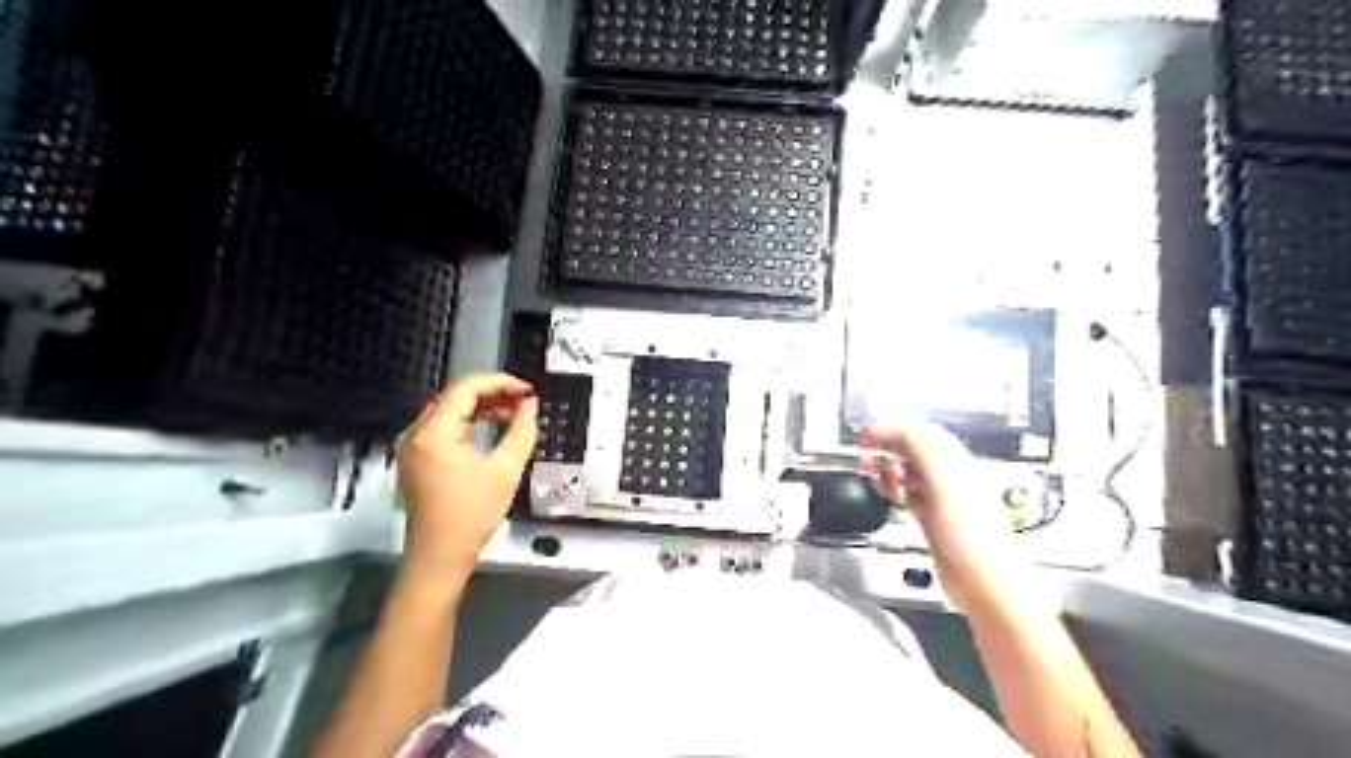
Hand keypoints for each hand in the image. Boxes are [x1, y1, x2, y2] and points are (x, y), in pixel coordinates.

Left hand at [397, 375, 538, 586]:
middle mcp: (416, 433)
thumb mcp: (505, 470)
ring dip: (482, 407)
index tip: (529, 392)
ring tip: (514, 413)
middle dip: (493, 393)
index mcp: (433, 433)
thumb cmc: (472, 514)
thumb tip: (530, 405)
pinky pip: (444, 427)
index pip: (466, 388)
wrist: (439, 556)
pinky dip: (469, 422)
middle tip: (525, 401)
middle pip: (455, 396)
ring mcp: (412, 446)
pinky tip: (492, 429)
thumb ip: (521, 431)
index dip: (500, 383)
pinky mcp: (416, 458)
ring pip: (450, 410)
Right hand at [864, 422, 1013, 610]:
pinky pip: (908, 492)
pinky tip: (888, 491)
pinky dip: (894, 487)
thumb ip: (922, 449)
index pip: (919, 432)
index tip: (865, 433)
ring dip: (888, 465)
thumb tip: (895, 428)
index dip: (890, 427)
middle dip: (886, 443)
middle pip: (913, 447)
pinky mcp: (933, 519)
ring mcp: (941, 498)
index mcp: (956, 463)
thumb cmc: (971, 537)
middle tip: (863, 449)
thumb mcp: (945, 483)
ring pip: (909, 469)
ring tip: (873, 469)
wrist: (985, 585)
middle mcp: (950, 477)